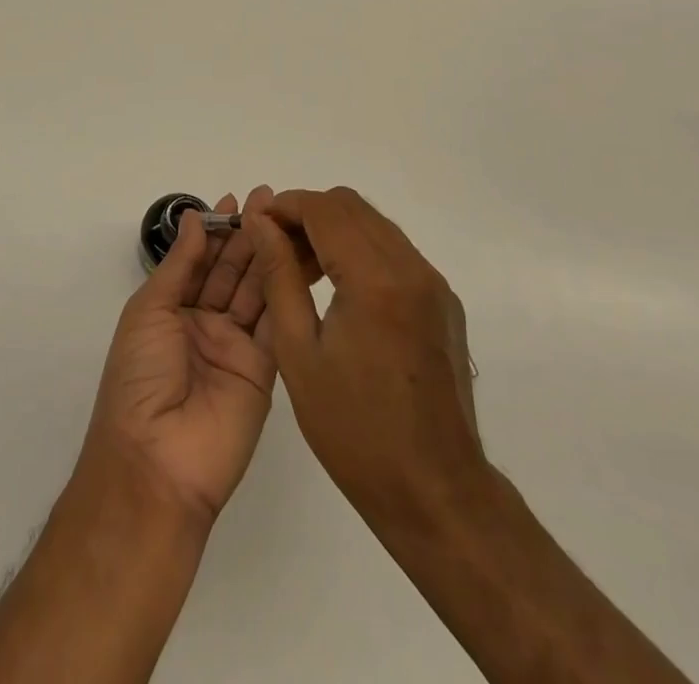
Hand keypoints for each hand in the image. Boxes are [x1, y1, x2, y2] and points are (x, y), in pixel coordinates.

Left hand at [80, 190, 277, 525]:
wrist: (157, 463)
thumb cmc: (139, 378)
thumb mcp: (149, 312)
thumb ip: (179, 264)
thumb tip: (194, 217)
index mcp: (172, 311)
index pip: (200, 260)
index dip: (217, 230)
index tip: (236, 199)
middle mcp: (205, 325)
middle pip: (231, 271)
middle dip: (248, 235)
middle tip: (270, 199)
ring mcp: (236, 347)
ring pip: (256, 290)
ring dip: (269, 254)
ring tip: (287, 219)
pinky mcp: (265, 369)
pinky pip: (276, 322)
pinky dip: (286, 290)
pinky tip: (296, 258)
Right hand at [248, 188, 484, 525]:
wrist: (436, 492)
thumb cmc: (355, 431)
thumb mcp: (299, 352)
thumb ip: (279, 276)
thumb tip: (260, 223)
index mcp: (376, 279)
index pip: (324, 209)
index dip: (285, 206)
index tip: (255, 223)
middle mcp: (412, 268)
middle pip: (352, 206)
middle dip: (307, 214)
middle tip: (275, 247)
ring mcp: (434, 284)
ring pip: (375, 225)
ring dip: (334, 231)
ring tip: (300, 269)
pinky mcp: (444, 302)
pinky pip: (395, 252)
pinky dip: (361, 251)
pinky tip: (339, 290)